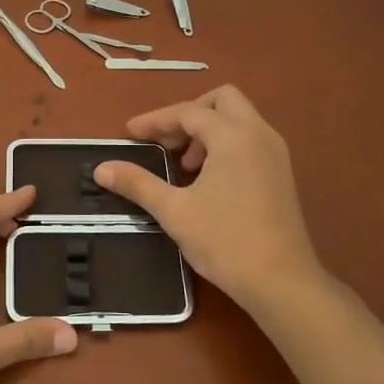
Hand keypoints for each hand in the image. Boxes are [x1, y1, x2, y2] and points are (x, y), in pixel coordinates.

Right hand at [94, 86, 327, 315]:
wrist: (282, 283)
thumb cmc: (226, 241)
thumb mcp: (174, 211)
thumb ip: (138, 184)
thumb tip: (101, 169)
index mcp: (234, 136)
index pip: (188, 112)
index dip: (156, 120)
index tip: (130, 134)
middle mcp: (259, 134)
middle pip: (222, 100)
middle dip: (189, 114)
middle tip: (166, 142)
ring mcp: (275, 153)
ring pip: (239, 119)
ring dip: (208, 130)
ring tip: (184, 165)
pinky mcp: (281, 173)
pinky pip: (250, 140)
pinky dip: (225, 145)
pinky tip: (208, 179)